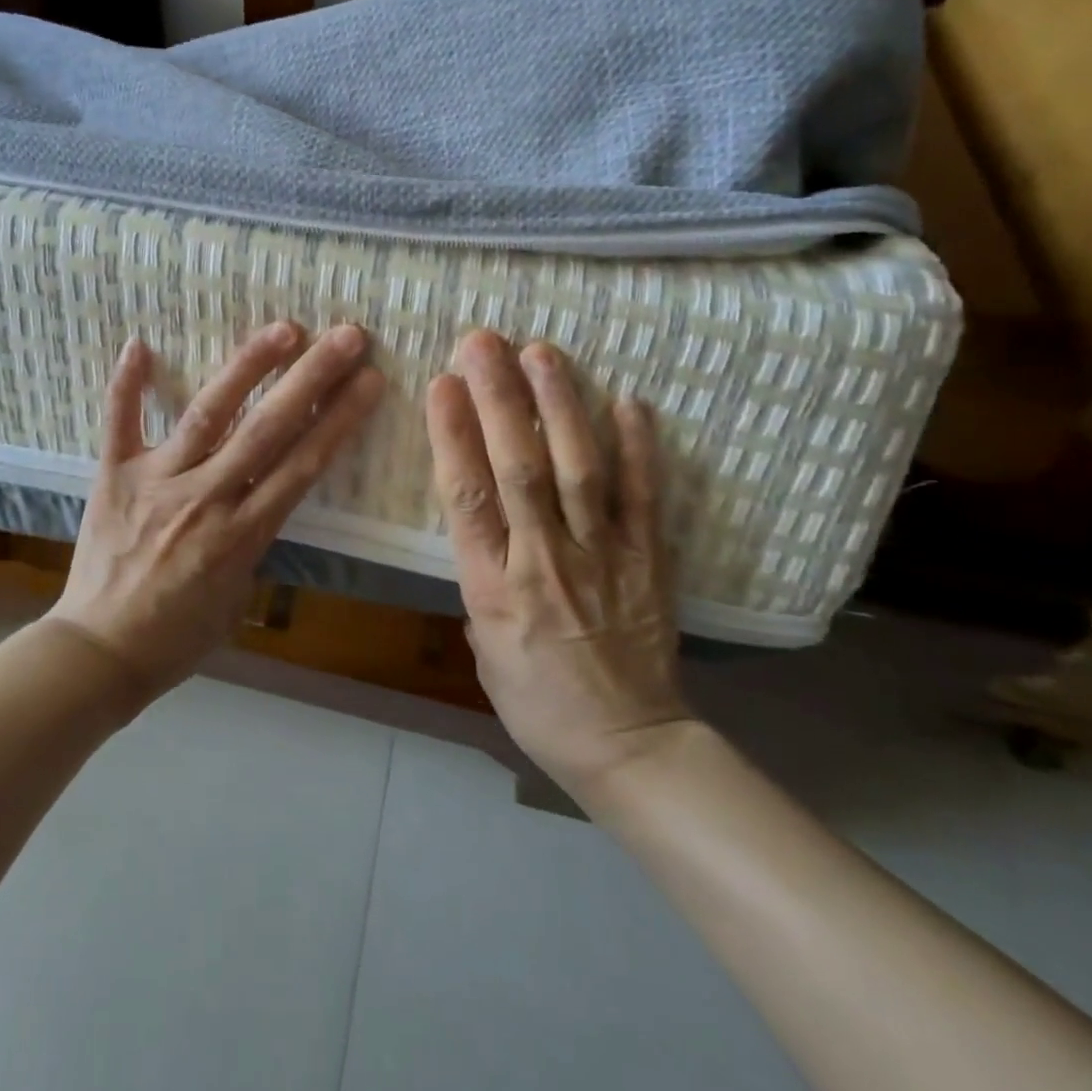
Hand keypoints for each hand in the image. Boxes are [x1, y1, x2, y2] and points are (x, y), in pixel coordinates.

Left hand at [51, 322, 384, 696]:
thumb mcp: (237, 596)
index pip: (303, 465)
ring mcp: (157, 481)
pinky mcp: (114, 476)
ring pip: (208, 414)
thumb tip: (265, 496)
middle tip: (346, 336)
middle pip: (267, 429)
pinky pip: (119, 423)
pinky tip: (140, 344)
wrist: (99, 653)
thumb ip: (254, 539)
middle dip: (311, 379)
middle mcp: (205, 498)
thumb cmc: (177, 636)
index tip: (369, 380)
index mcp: (242, 534)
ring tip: (283, 328)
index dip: (339, 419)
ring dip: (247, 368)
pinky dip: (127, 385)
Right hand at [426, 330, 688, 794]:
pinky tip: (629, 401)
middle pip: (518, 468)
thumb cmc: (538, 704)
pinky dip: (639, 449)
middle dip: (498, 399)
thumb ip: (478, 585)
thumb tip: (485, 538)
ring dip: (559, 406)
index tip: (442, 384)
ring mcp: (602, 557)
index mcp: (493, 587)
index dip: (453, 435)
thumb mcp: (483, 652)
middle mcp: (544, 561)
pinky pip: (643, 498)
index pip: (467, 498)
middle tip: (484, 342)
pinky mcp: (649, 561)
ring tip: (542, 352)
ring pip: (577, 471)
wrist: (630, 748)